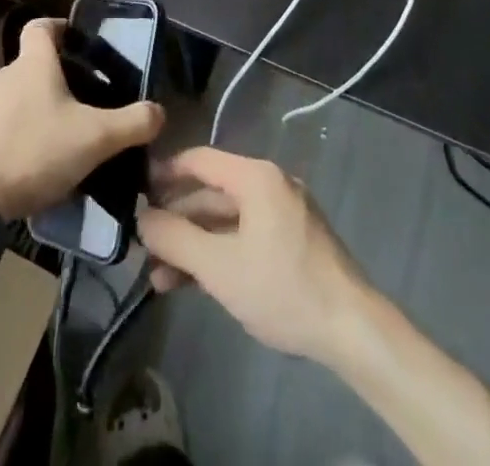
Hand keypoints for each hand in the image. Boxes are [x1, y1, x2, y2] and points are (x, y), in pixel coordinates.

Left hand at [0, 18, 164, 218]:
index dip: (61, 28)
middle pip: (34, 63)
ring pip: (20, 95)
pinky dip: (22, 132)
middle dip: (58, 77)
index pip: (41, 26)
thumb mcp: (96, 138)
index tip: (80, 44)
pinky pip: (5, 123)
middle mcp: (6, 75)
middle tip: (86, 99)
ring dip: (40, 107)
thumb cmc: (36, 151)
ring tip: (65, 134)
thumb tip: (160, 112)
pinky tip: (38, 160)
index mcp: (33, 63)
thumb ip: (133, 123)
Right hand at [137, 147, 373, 363]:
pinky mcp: (293, 240)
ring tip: (161, 280)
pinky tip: (197, 282)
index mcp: (256, 177)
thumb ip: (175, 239)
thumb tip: (142, 218)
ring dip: (195, 245)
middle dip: (177, 223)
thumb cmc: (282, 288)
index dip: (166, 173)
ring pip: (227, 221)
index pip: (200, 160)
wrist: (352, 330)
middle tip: (144, 249)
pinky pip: (246, 235)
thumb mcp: (219, 267)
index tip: (137, 192)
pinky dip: (221, 253)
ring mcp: (284, 213)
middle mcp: (270, 184)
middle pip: (212, 194)